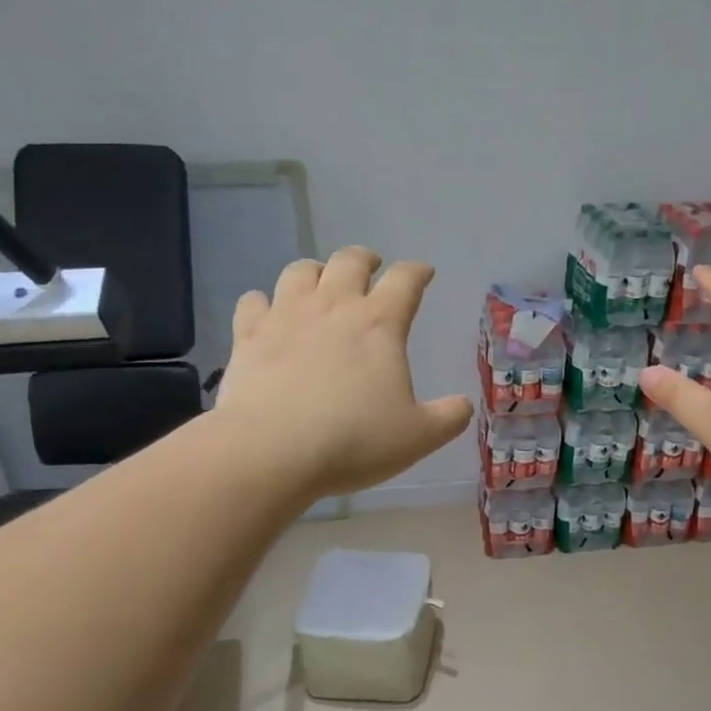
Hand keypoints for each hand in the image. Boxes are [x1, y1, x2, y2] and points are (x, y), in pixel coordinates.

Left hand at [215, 247, 472, 500]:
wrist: (270, 451)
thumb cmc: (354, 440)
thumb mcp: (418, 437)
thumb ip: (448, 418)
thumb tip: (464, 405)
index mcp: (380, 323)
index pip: (406, 280)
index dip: (418, 272)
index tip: (424, 273)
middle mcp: (333, 307)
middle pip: (349, 261)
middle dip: (365, 259)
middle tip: (371, 268)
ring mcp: (285, 317)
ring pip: (299, 271)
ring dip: (315, 271)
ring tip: (320, 282)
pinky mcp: (247, 336)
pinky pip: (253, 302)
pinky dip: (263, 302)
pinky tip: (267, 312)